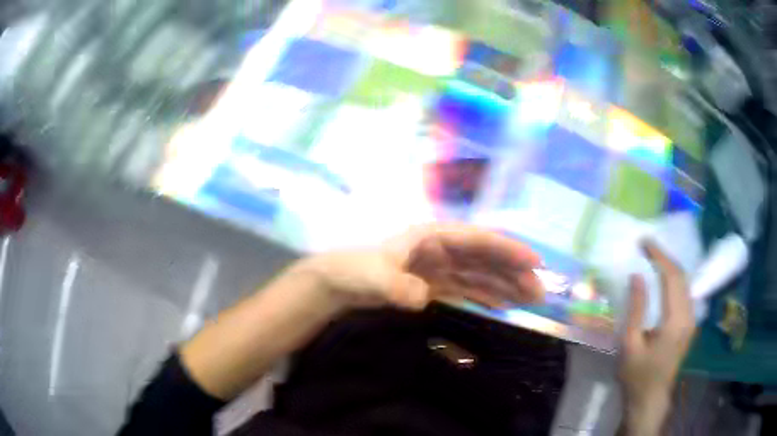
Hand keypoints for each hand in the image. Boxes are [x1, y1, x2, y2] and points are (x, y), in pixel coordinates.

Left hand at [295, 223, 543, 312]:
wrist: (337, 284)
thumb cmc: (353, 269)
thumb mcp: (372, 274)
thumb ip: (396, 284)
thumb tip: (421, 298)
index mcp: (432, 237)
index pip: (478, 240)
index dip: (508, 249)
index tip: (534, 262)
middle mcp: (441, 250)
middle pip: (486, 259)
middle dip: (514, 273)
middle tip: (539, 292)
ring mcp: (439, 269)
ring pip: (480, 275)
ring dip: (505, 286)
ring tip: (529, 300)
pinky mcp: (434, 286)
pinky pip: (467, 290)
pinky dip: (486, 296)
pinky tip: (502, 305)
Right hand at [619, 241, 695, 435]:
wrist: (650, 399)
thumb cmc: (637, 375)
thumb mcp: (629, 344)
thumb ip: (636, 308)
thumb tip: (637, 276)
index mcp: (675, 321)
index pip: (671, 276)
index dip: (659, 255)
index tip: (644, 242)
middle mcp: (689, 316)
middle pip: (681, 276)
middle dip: (665, 257)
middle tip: (647, 246)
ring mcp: (692, 320)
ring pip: (685, 283)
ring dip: (670, 267)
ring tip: (653, 258)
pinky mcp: (690, 325)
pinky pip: (685, 293)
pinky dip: (674, 280)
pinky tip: (664, 279)